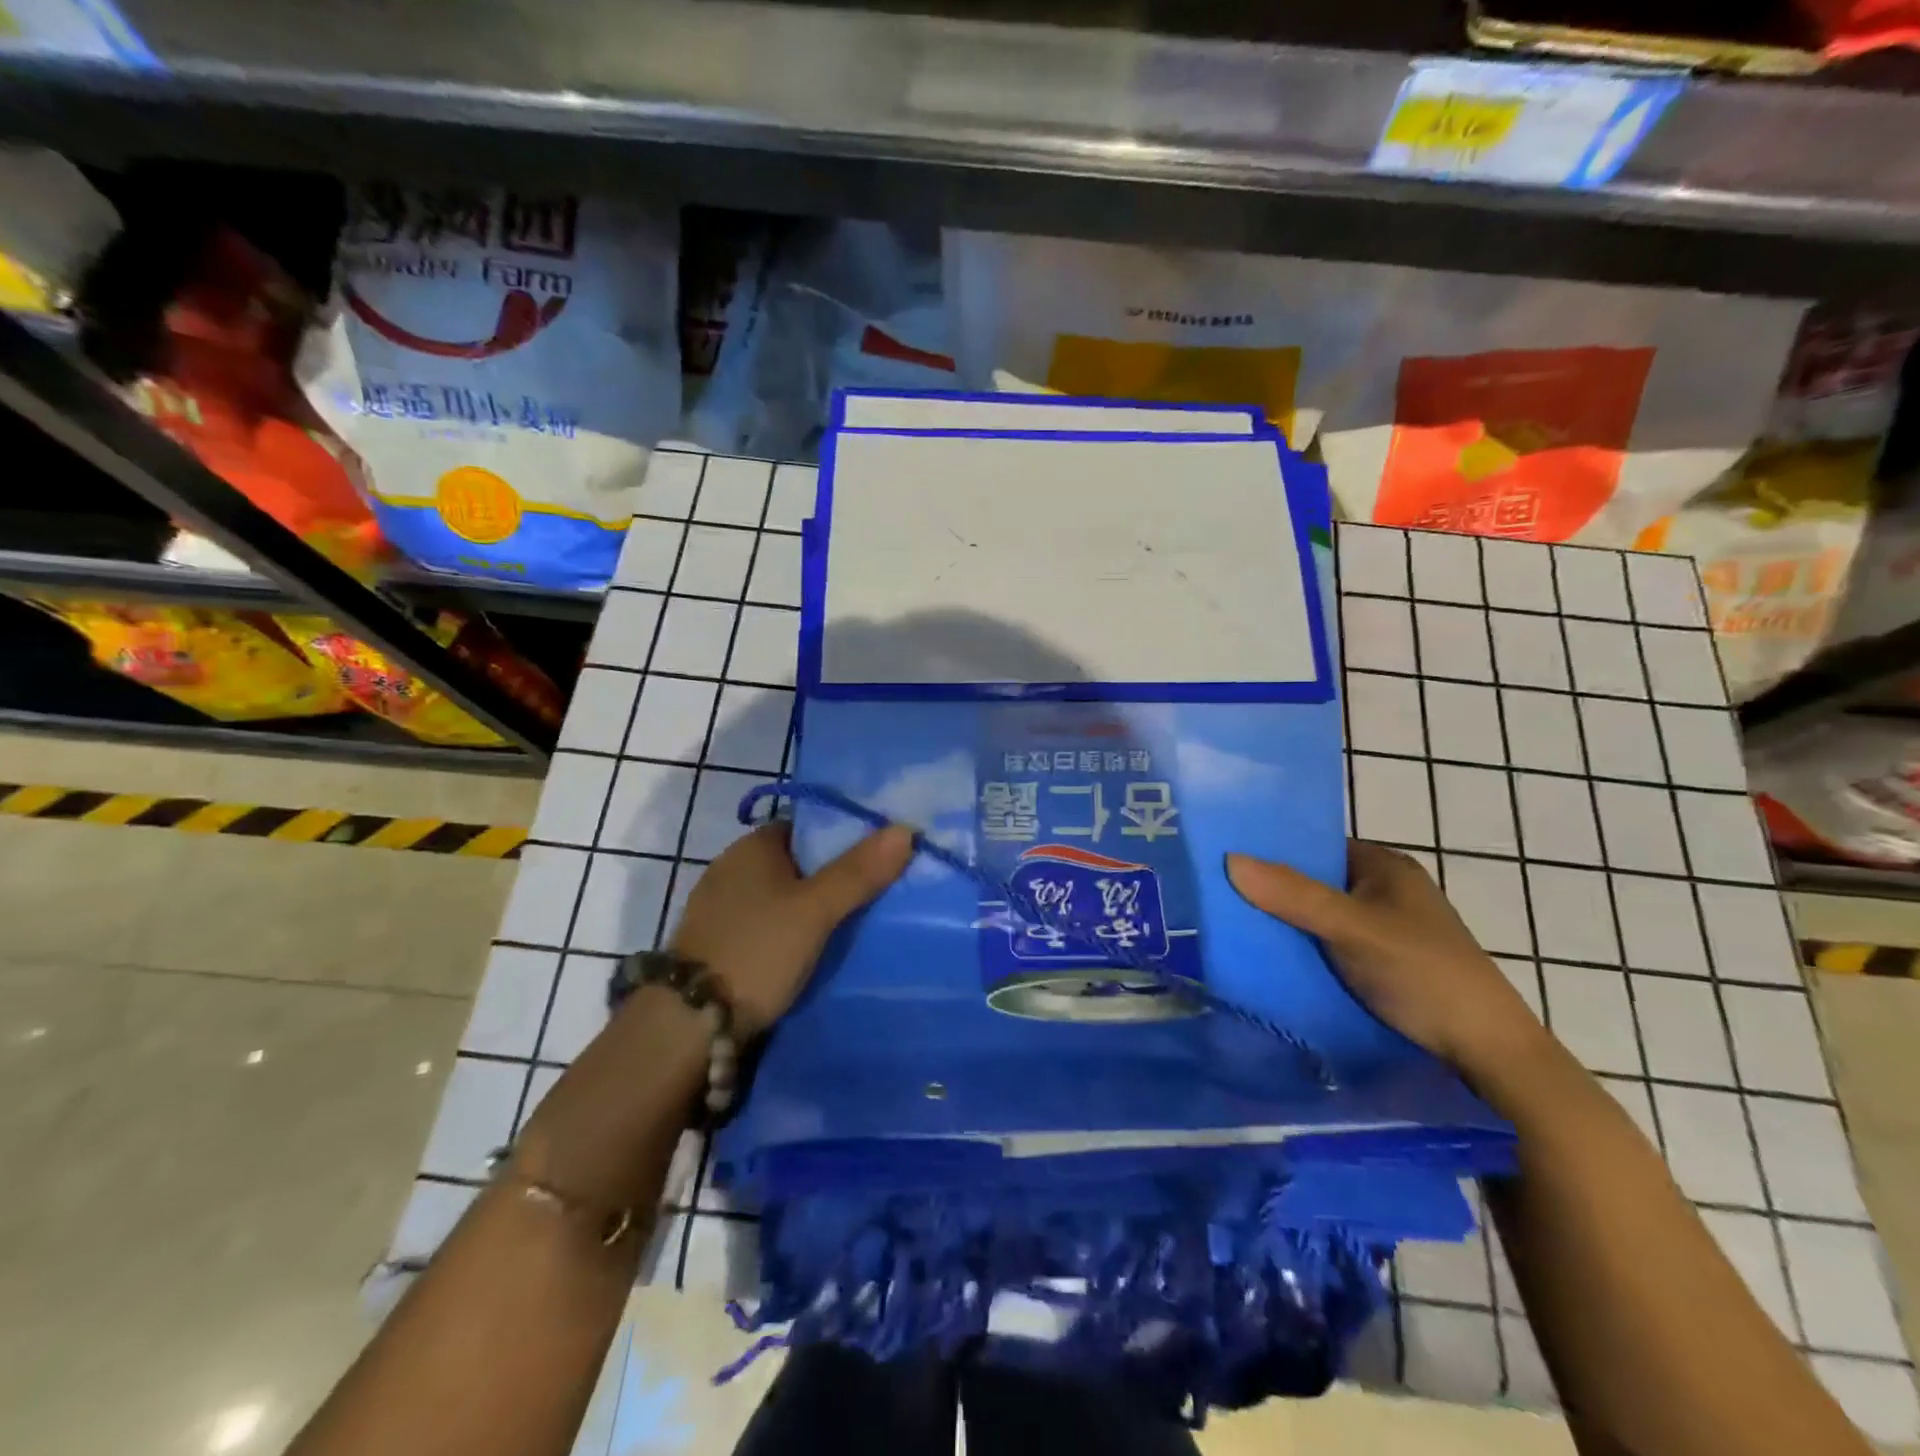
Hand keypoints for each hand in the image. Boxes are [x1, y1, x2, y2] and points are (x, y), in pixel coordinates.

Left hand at [670, 820, 914, 1035]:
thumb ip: (858, 871)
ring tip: (852, 925)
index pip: (806, 827)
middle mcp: (731, 869)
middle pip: (795, 862)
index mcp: (752, 847)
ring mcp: (719, 908)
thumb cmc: (756, 951)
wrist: (686, 1027)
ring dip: (809, 909)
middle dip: (831, 876)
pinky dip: (788, 933)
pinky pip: (764, 925)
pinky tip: (810, 953)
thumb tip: (905, 829)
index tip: (877, 857)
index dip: (842, 838)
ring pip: (780, 897)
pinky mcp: (715, 944)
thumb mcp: (815, 910)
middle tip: (875, 894)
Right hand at [1226, 840, 1546, 1076]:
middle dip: (1272, 892)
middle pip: (1313, 883)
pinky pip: (1326, 947)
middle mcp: (1383, 892)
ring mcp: (1382, 931)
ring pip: (1317, 918)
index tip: (1225, 861)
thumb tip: (1229, 858)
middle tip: (1219, 899)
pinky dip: (1301, 952)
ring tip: (1231, 929)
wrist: (1487, 1053)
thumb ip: (1293, 895)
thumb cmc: (1423, 973)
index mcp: (1384, 866)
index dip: (1272, 851)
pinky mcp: (1379, 966)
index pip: (1315, 845)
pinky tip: (1267, 961)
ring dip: (1284, 925)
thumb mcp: (1352, 928)